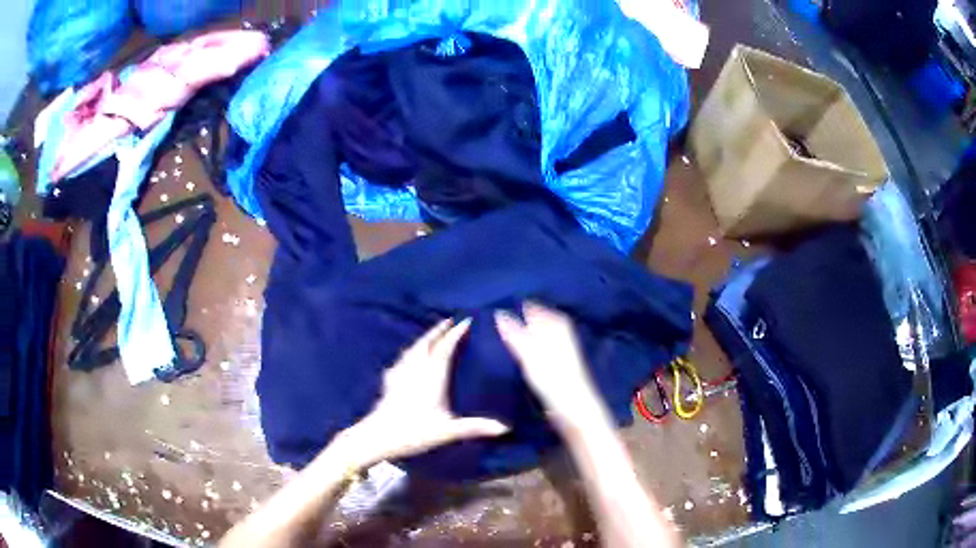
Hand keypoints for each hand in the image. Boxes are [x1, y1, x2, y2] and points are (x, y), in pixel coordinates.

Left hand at [335, 319, 508, 467]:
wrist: (378, 436)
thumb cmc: (414, 431)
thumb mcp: (448, 431)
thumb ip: (476, 427)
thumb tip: (506, 428)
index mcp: (432, 375)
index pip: (445, 347)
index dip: (456, 333)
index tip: (467, 321)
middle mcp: (416, 368)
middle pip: (427, 342)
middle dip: (439, 330)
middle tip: (449, 320)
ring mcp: (400, 372)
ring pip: (413, 348)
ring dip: (424, 338)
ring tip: (432, 335)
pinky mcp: (390, 380)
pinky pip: (403, 358)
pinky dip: (410, 352)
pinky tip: (408, 358)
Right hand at [495, 303, 608, 428]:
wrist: (572, 408)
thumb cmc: (553, 378)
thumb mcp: (529, 353)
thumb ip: (514, 332)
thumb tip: (498, 312)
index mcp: (555, 321)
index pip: (528, 306)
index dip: (510, 308)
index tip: (487, 313)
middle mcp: (556, 329)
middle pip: (528, 320)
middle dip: (511, 322)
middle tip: (486, 327)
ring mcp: (554, 346)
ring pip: (529, 334)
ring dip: (514, 337)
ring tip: (490, 339)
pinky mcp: (551, 362)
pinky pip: (531, 347)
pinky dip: (520, 348)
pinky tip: (506, 353)